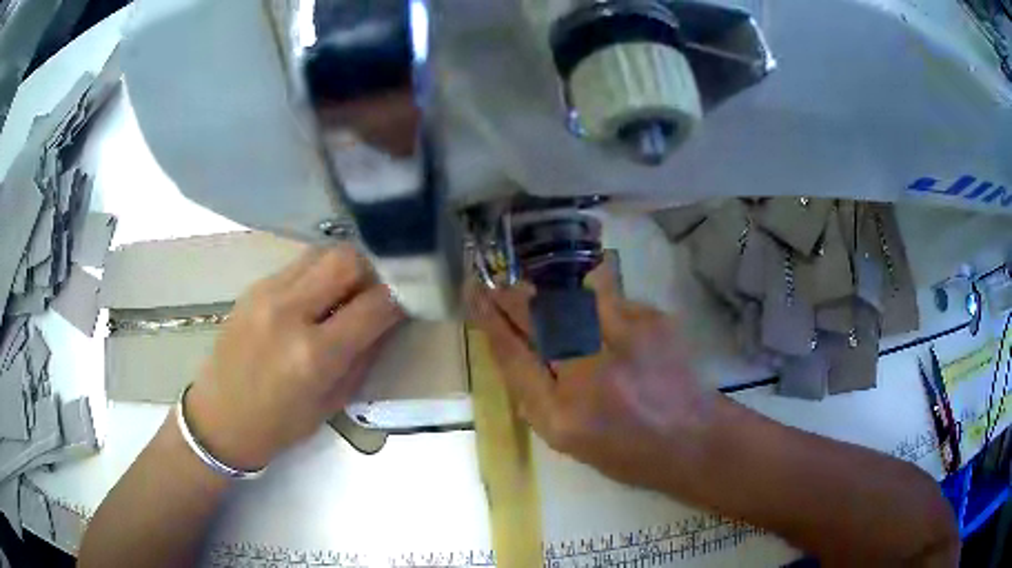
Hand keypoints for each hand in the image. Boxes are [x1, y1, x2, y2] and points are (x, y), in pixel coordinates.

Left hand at [186, 245, 403, 469]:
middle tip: (381, 286)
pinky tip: (319, 294)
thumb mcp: (333, 402)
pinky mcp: (254, 287)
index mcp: (314, 354)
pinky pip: (298, 265)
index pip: (375, 305)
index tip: (414, 296)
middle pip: (347, 259)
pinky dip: (319, 273)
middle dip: (375, 268)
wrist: (220, 418)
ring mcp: (267, 293)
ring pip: (322, 253)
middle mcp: (289, 312)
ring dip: (346, 266)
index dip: (402, 296)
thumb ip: (363, 355)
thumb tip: (389, 317)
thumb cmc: (280, 425)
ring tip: (351, 289)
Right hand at [471, 267, 714, 491]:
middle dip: (513, 294)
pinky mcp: (653, 320)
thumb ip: (533, 396)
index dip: (490, 320)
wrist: (693, 439)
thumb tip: (513, 347)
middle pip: (539, 315)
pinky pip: (611, 299)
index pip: (513, 353)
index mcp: (563, 413)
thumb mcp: (567, 438)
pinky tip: (608, 326)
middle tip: (497, 281)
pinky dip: (599, 306)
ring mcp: (626, 338)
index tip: (475, 295)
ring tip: (551, 298)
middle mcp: (591, 369)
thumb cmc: (626, 450)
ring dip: (554, 293)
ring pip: (574, 295)